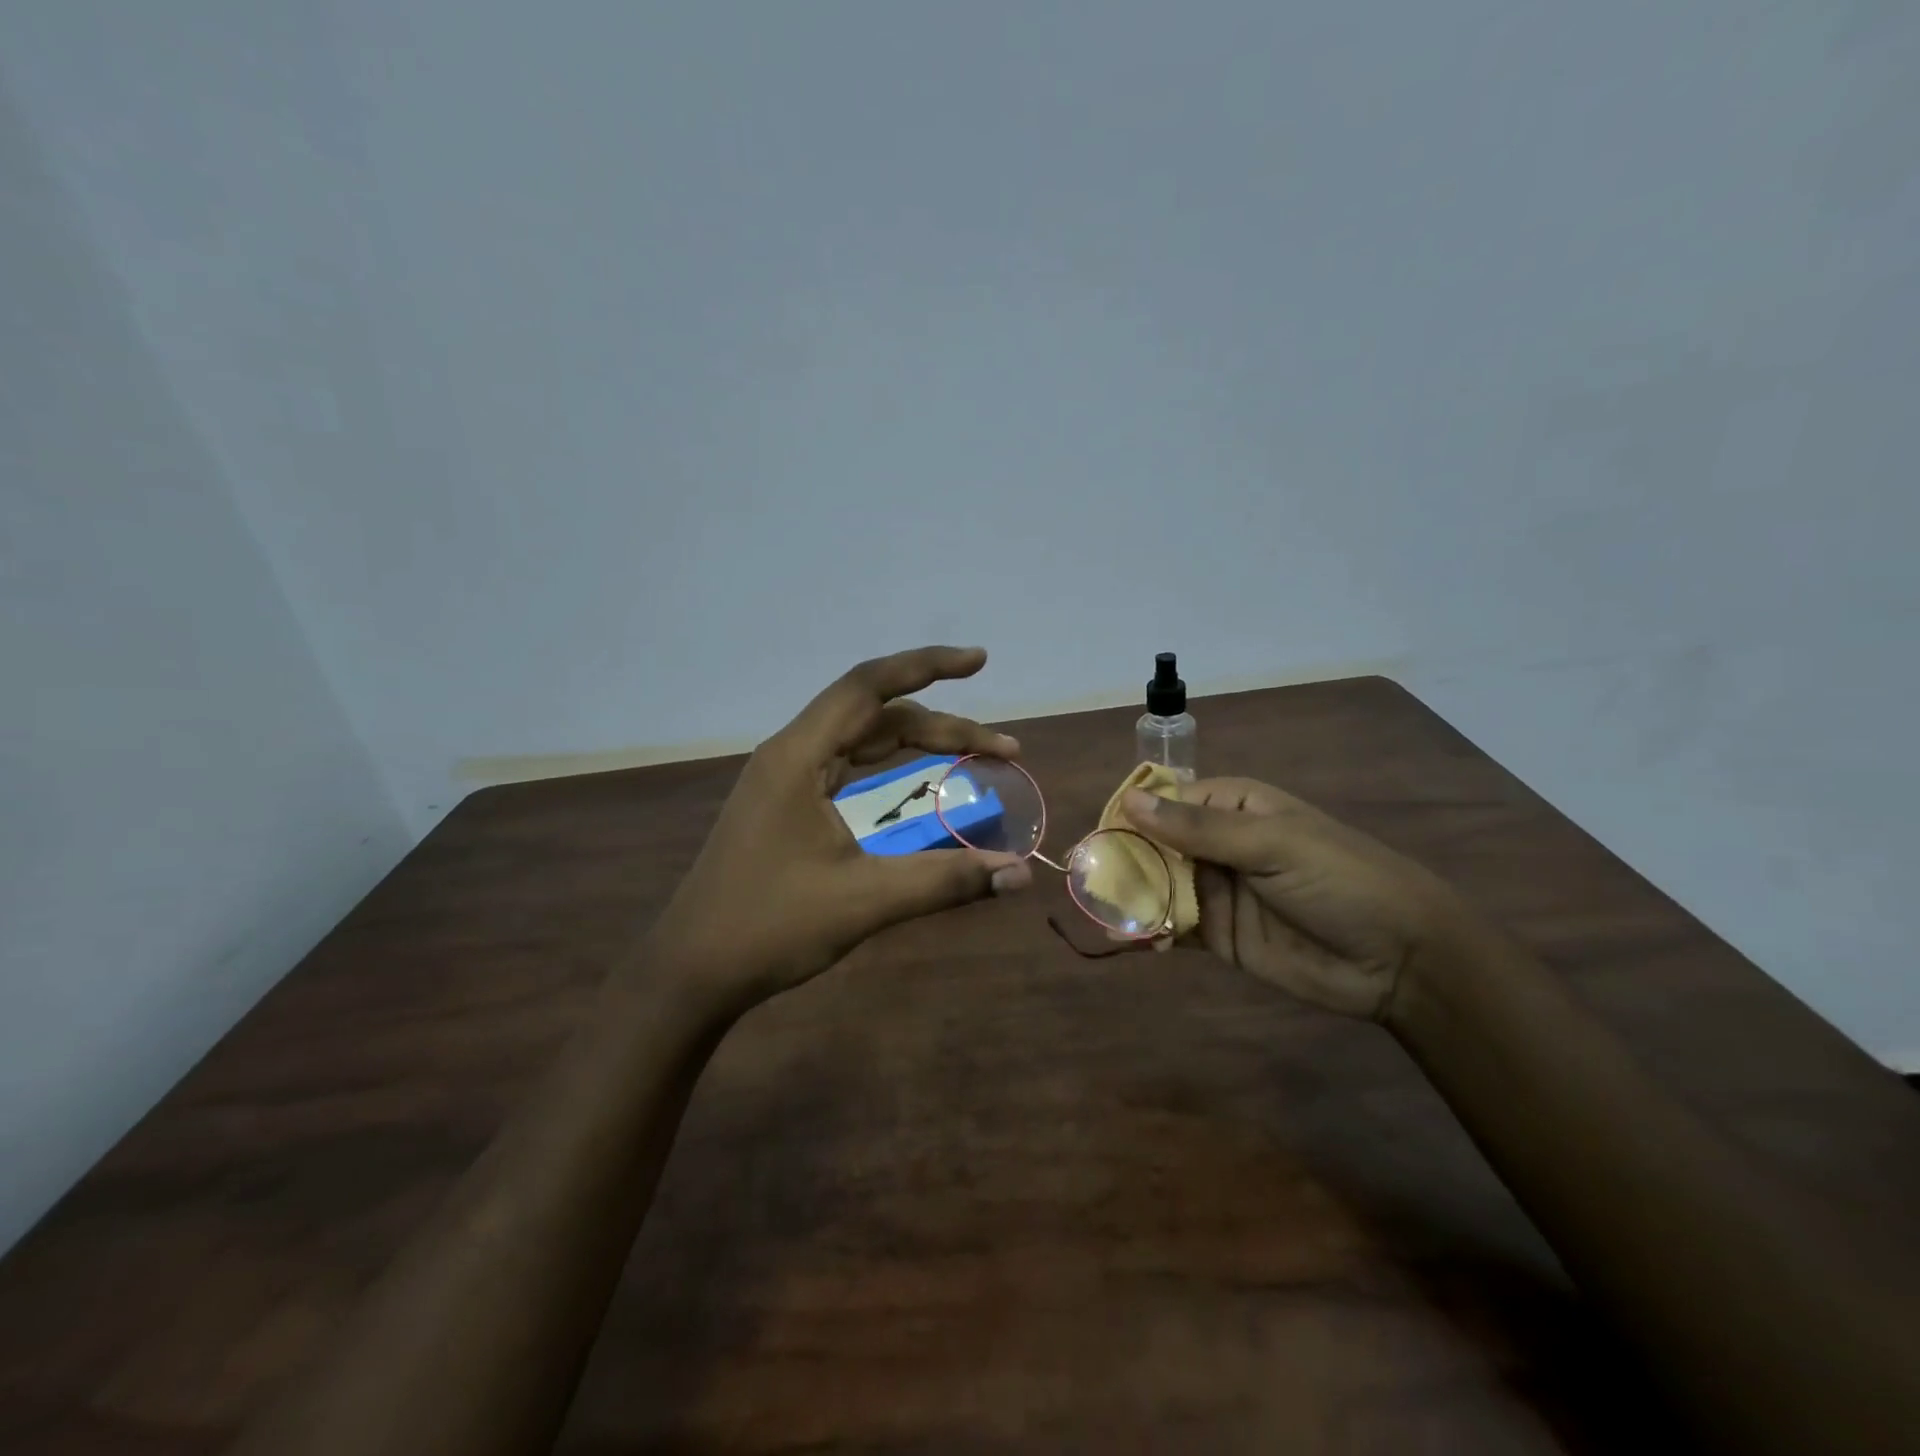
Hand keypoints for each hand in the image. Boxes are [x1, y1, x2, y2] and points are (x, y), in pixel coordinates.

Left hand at [646, 646, 1031, 1012]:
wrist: (692, 970)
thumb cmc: (771, 927)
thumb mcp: (866, 901)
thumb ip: (946, 880)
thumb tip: (1019, 873)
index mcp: (799, 756)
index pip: (869, 686)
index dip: (927, 666)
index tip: (979, 661)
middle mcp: (790, 753)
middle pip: (875, 714)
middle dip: (942, 724)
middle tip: (1003, 749)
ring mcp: (784, 778)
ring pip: (860, 738)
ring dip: (916, 741)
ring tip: (971, 754)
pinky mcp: (785, 803)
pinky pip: (845, 763)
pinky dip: (887, 762)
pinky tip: (911, 774)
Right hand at [1120, 777, 1484, 1020]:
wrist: (1400, 959)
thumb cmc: (1340, 880)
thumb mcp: (1271, 844)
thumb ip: (1198, 830)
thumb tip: (1129, 801)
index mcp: (1232, 809)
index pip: (1166, 803)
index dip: (1128, 815)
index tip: (1093, 834)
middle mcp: (1217, 846)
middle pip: (1154, 846)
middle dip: (1122, 860)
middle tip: (1083, 878)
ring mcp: (1217, 891)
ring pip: (1158, 887)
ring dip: (1131, 898)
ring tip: (1101, 914)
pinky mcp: (1219, 936)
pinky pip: (1174, 928)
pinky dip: (1151, 932)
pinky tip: (1135, 941)